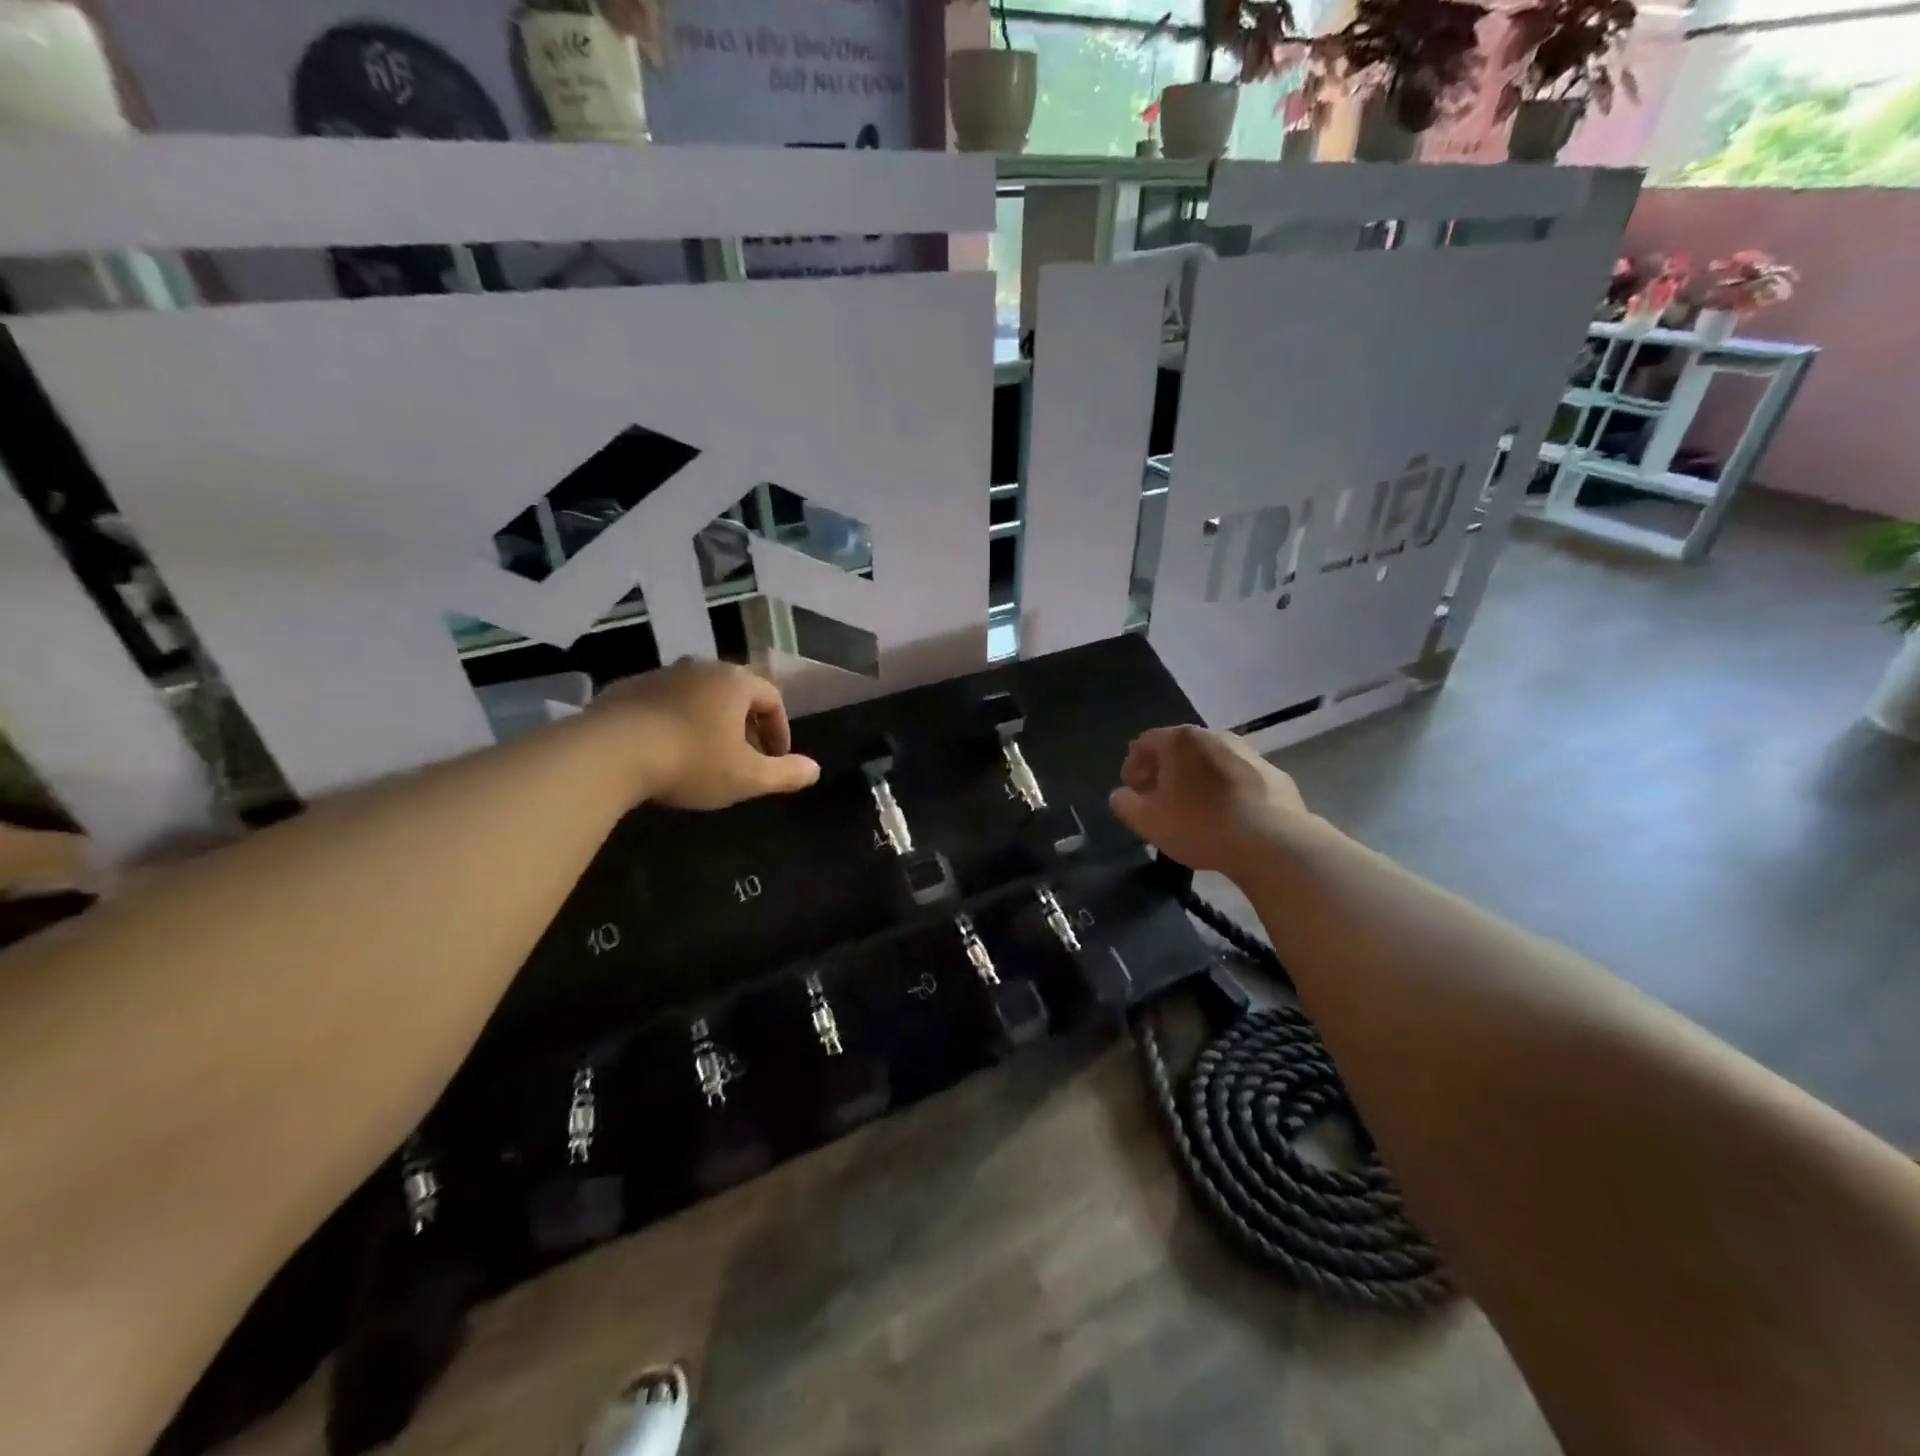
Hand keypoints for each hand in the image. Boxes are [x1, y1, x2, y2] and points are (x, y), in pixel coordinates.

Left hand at [592, 659, 820, 810]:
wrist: (610, 752)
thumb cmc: (692, 761)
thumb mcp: (747, 777)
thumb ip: (785, 773)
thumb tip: (815, 770)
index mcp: (735, 682)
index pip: (772, 698)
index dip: (780, 730)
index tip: (775, 759)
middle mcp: (701, 668)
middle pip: (735, 694)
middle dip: (744, 726)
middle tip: (742, 759)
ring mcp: (661, 674)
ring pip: (697, 696)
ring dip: (708, 722)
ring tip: (703, 756)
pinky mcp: (626, 688)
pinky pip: (663, 703)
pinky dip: (674, 722)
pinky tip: (665, 752)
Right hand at [1108, 725, 1309, 873]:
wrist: (1272, 841)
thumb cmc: (1200, 825)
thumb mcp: (1148, 821)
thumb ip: (1125, 804)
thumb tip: (1121, 795)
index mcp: (1179, 740)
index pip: (1144, 743)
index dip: (1132, 766)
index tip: (1132, 791)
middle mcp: (1213, 736)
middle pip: (1179, 749)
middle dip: (1164, 772)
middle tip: (1158, 800)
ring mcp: (1247, 752)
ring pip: (1210, 762)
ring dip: (1196, 780)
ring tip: (1193, 809)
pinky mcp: (1273, 773)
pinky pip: (1238, 778)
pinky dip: (1225, 790)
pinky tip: (1226, 816)